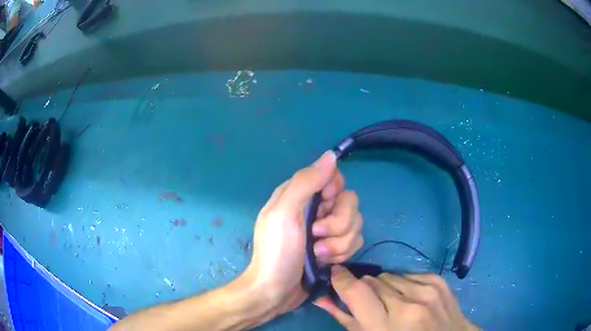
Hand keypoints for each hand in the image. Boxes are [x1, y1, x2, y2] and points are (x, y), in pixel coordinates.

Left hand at [243, 151, 363, 318]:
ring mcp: (328, 230)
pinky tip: (324, 262)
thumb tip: (331, 156)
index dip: (335, 192)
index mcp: (301, 195)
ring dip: (339, 243)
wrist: (276, 291)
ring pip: (355, 225)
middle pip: (349, 202)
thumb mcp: (284, 213)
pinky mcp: (336, 247)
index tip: (325, 206)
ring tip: (318, 254)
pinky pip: (354, 242)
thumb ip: (306, 182)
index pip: (334, 178)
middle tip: (317, 236)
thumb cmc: (277, 252)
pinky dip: (341, 253)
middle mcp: (316, 209)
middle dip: (339, 224)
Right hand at [315, 266, 477, 330]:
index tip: (335, 274)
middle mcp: (407, 304)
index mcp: (386, 326)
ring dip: (385, 287)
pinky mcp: (437, 280)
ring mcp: (426, 290)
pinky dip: (402, 284)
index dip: (341, 279)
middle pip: (372, 281)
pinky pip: (407, 274)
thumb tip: (322, 298)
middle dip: (366, 290)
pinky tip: (409, 299)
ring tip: (393, 304)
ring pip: (389, 276)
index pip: (356, 290)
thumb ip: (345, 319)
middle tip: (371, 305)